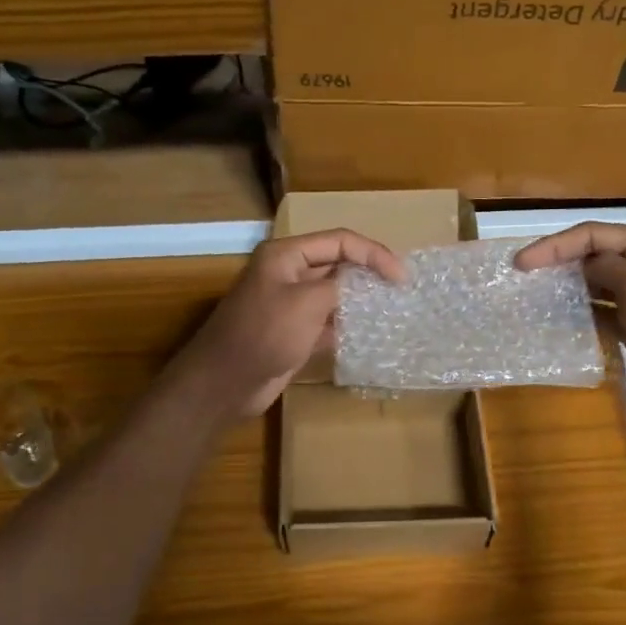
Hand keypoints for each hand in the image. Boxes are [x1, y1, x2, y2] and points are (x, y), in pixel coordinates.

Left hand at [173, 230, 403, 417]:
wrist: (225, 383)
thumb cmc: (264, 334)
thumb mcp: (306, 302)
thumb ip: (339, 286)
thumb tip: (361, 284)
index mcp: (286, 255)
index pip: (339, 241)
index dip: (373, 253)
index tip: (401, 276)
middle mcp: (288, 274)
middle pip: (338, 264)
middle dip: (369, 272)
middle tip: (400, 290)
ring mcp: (290, 305)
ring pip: (335, 294)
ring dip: (361, 300)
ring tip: (393, 309)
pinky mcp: (294, 333)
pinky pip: (328, 321)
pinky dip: (348, 325)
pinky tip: (370, 334)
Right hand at [514, 223, 625, 420]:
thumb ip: (606, 269)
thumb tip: (581, 264)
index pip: (594, 234)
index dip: (554, 246)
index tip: (520, 265)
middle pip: (593, 255)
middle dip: (558, 262)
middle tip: (521, 277)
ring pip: (595, 283)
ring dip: (567, 287)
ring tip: (532, 295)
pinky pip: (602, 310)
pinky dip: (581, 312)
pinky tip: (558, 319)